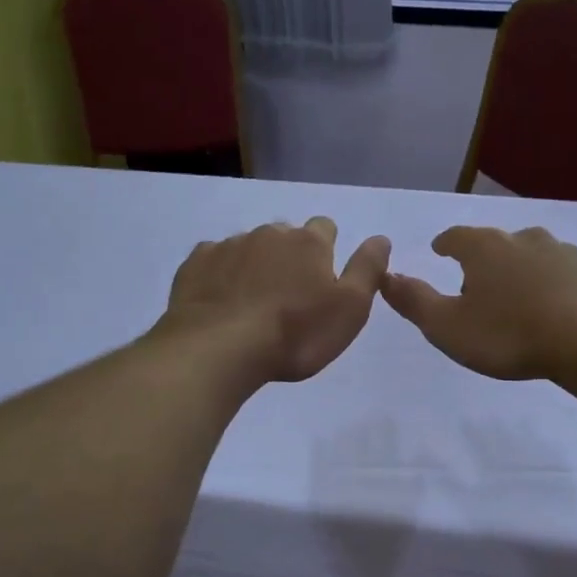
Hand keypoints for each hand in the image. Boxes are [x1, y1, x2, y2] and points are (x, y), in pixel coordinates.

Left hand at [160, 218, 391, 383]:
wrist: (219, 349)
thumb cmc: (295, 335)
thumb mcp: (350, 309)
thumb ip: (367, 270)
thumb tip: (381, 238)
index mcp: (309, 243)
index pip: (325, 228)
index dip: (325, 250)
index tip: (320, 280)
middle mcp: (269, 233)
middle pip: (285, 236)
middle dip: (288, 256)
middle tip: (287, 297)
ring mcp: (228, 245)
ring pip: (248, 246)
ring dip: (254, 265)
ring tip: (251, 303)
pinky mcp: (196, 263)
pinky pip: (213, 259)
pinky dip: (221, 274)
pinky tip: (220, 300)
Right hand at [381, 225, 576, 380]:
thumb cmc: (509, 334)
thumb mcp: (448, 326)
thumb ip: (414, 301)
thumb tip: (386, 276)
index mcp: (484, 248)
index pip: (455, 237)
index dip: (445, 245)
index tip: (441, 251)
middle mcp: (523, 239)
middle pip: (496, 244)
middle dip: (484, 260)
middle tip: (478, 284)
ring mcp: (563, 252)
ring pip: (533, 256)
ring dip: (522, 271)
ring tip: (519, 298)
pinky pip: (565, 274)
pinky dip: (555, 285)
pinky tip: (558, 308)